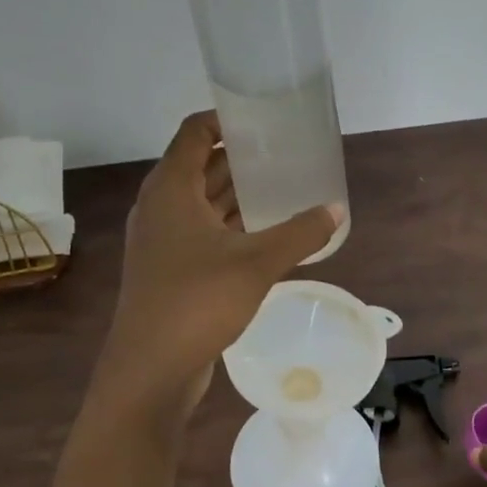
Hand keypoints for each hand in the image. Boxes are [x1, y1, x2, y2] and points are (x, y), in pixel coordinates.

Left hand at [96, 111, 342, 418]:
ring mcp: (162, 240)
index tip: (263, 118)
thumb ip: (300, 233)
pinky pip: (203, 232)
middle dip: (240, 157)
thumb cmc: (197, 301)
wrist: (150, 369)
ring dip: (237, 193)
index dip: (225, 119)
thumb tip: (336, 210)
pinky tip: (265, 232)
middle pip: (200, 165)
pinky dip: (231, 225)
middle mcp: (160, 207)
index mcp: (170, 189)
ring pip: (202, 202)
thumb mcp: (257, 263)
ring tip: (282, 186)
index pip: (194, 133)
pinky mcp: (169, 269)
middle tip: (284, 152)